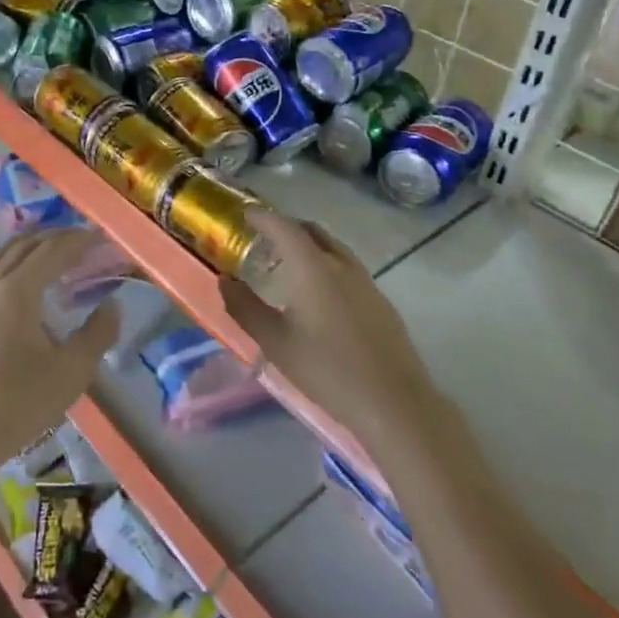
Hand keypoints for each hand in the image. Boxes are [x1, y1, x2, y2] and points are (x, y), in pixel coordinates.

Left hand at [0, 230, 120, 485]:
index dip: (79, 240)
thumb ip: (97, 334)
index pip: (53, 251)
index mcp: (18, 291)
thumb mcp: (71, 373)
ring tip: (45, 251)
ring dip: (24, 247)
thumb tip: (112, 305)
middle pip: (23, 247)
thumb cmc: (17, 405)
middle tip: (80, 241)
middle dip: (54, 238)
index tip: (100, 238)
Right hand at [219, 209, 435, 441]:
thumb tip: (225, 282)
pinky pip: (348, 268)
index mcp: (313, 268)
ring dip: (309, 246)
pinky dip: (327, 265)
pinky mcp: (380, 302)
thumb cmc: (327, 370)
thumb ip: (245, 308)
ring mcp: (366, 282)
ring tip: (289, 264)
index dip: (263, 217)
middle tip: (264, 238)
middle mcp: (341, 265)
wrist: (394, 403)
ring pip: (334, 248)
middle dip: (287, 227)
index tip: (245, 214)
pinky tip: (320, 294)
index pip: (284, 227)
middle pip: (312, 231)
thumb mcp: (275, 342)